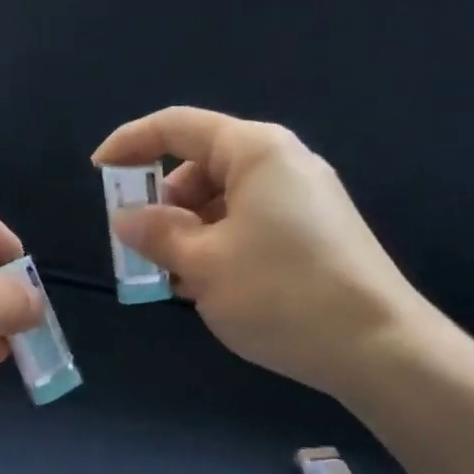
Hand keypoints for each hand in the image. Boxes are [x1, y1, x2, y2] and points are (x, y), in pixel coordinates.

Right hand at [93, 106, 426, 395]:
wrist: (376, 346)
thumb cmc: (280, 293)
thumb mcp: (202, 264)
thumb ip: (156, 233)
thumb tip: (125, 216)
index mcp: (255, 151)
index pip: (178, 127)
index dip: (131, 143)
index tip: (98, 172)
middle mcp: (282, 163)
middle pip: (201, 165)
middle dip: (163, 202)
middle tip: (142, 248)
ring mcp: (303, 198)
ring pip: (224, 201)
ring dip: (189, 232)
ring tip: (174, 278)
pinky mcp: (314, 232)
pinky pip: (249, 224)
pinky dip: (219, 245)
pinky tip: (210, 285)